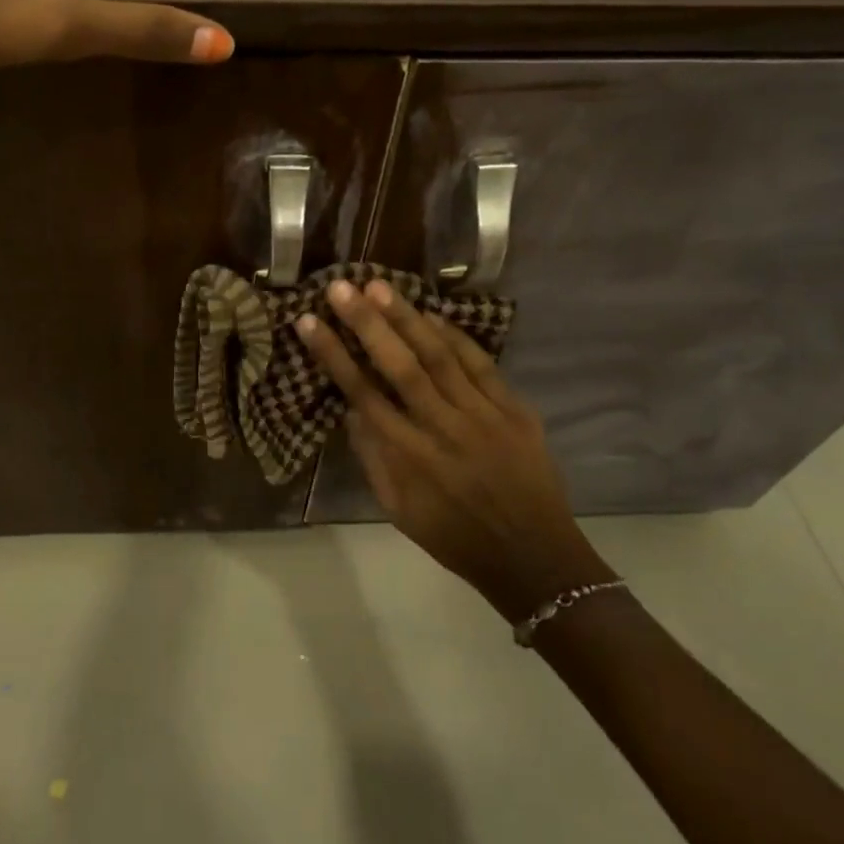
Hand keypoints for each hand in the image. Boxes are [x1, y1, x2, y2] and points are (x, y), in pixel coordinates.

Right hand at [297, 279, 613, 623]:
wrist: (534, 557)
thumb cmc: (455, 538)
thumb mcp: (399, 510)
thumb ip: (372, 457)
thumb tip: (351, 408)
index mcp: (410, 458)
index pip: (362, 394)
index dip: (333, 355)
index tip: (309, 322)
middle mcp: (443, 429)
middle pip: (399, 366)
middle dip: (366, 323)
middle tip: (341, 287)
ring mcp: (483, 416)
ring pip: (439, 356)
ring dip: (407, 318)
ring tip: (379, 286)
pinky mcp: (515, 410)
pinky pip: (481, 364)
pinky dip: (455, 336)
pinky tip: (432, 314)